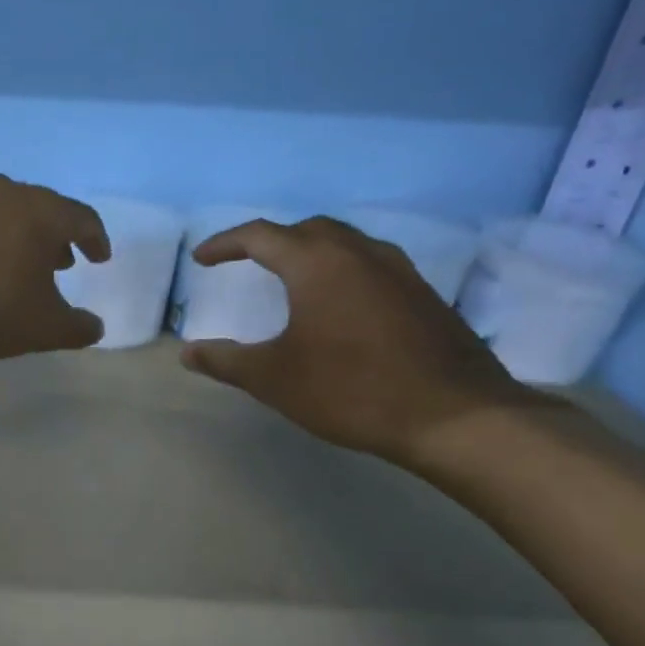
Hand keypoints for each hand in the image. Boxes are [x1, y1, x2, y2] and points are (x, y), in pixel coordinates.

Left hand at [0, 174, 110, 358]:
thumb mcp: (43, 328)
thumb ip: (76, 328)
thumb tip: (95, 328)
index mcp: (40, 212)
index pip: (81, 218)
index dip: (95, 239)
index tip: (99, 257)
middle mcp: (3, 195)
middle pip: (39, 209)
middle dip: (53, 236)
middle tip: (59, 261)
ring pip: (0, 214)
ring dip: (14, 237)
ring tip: (15, 266)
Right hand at [181, 217, 538, 464]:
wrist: (456, 416)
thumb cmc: (351, 390)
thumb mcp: (274, 379)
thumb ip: (226, 361)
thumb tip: (188, 352)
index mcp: (317, 263)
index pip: (261, 235)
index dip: (225, 243)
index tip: (202, 259)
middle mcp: (360, 253)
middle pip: (307, 229)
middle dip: (271, 241)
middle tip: (246, 262)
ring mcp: (399, 271)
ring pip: (345, 242)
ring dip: (311, 251)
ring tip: (291, 277)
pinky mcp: (424, 294)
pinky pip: (371, 264)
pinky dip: (342, 270)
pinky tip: (339, 304)